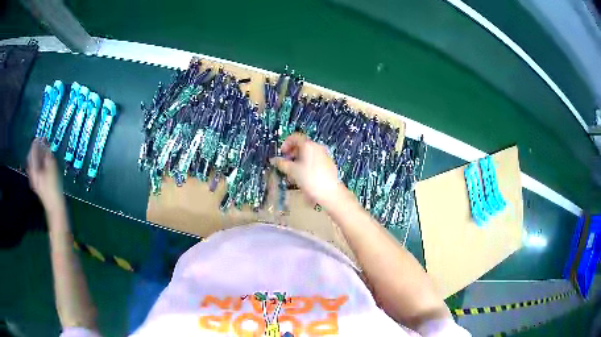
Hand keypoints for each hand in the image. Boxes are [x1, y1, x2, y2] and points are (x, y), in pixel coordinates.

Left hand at [27, 138, 63, 212]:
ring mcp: (35, 181)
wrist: (55, 207)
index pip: (32, 152)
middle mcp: (32, 174)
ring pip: (34, 164)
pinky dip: (39, 163)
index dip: (36, 143)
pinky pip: (37, 170)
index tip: (40, 136)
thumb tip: (45, 144)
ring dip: (38, 156)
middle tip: (41, 142)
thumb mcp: (52, 169)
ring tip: (43, 151)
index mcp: (34, 170)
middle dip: (36, 149)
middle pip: (32, 158)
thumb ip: (47, 155)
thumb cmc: (53, 188)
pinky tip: (44, 163)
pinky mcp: (39, 185)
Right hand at [270, 133, 346, 207]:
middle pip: (301, 145)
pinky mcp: (328, 163)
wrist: (330, 193)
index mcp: (308, 145)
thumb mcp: (292, 171)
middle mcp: (317, 147)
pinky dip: (306, 164)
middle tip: (286, 164)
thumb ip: (281, 163)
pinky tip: (303, 176)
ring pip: (307, 153)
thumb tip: (273, 160)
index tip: (281, 154)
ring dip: (298, 160)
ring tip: (293, 173)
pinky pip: (314, 159)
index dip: (285, 144)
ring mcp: (324, 155)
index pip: (294, 137)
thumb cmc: (310, 179)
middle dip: (291, 153)